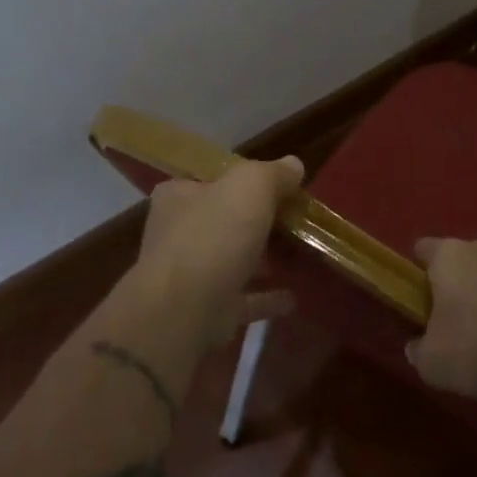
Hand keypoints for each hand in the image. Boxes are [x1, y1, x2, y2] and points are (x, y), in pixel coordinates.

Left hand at [133, 156, 304, 347]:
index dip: (246, 180)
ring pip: (233, 260)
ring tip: (298, 255)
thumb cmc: (213, 235)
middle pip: (225, 220)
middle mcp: (178, 233)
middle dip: (258, 221)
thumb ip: (274, 173)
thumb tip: (294, 165)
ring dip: (262, 259)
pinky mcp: (204, 311)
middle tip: (296, 221)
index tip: (280, 187)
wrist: (183, 312)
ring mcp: (189, 275)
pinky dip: (265, 297)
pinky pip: (242, 299)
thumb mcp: (251, 186)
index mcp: (179, 196)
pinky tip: (292, 297)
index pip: (213, 179)